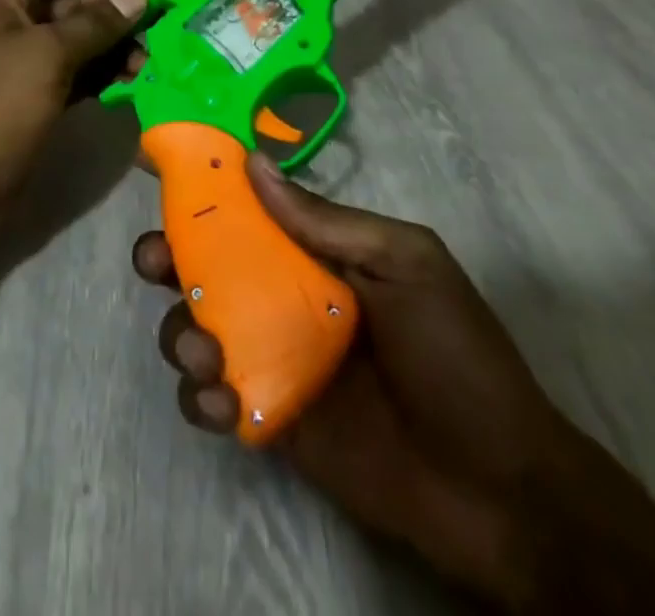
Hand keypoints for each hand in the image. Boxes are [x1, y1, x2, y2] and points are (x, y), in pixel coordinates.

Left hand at [0, 0, 146, 227]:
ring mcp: (26, 60)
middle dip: (119, 9)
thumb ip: (95, 23)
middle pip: (77, 0)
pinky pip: (79, 72)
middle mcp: (16, 20)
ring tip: (154, 61)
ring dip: (117, 45)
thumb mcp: (48, 56)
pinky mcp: (37, 95)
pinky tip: (135, 82)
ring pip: (82, 39)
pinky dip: (105, 74)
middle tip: (169, 20)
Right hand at [133, 157, 654, 612]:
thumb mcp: (404, 265)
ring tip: (204, 353)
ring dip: (182, 332)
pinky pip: (215, 399)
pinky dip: (203, 398)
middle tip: (154, 263)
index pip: (249, 211)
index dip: (203, 193)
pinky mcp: (271, 420)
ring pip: (199, 329)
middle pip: (207, 267)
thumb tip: (252, 162)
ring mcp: (276, 359)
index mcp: (317, 253)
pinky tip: (222, 403)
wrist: (500, 492)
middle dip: (169, 258)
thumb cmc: (457, 357)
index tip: (161, 178)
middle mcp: (287, 297)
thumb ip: (325, 220)